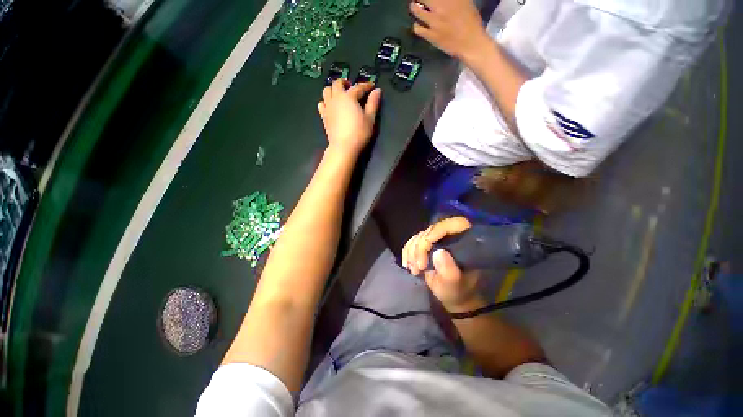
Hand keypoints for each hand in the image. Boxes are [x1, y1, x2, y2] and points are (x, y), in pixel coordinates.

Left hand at [318, 79, 381, 157]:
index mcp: (349, 97)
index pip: (358, 87)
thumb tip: (377, 90)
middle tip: (352, 87)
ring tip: (340, 95)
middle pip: (337, 83)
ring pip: (326, 90)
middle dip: (345, 82)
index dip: (366, 86)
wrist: (343, 147)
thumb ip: (373, 103)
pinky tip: (331, 106)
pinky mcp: (323, 116)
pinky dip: (326, 101)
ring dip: (333, 89)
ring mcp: (328, 107)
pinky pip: (321, 103)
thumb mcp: (370, 118)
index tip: (372, 86)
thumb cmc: (359, 133)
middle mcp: (336, 98)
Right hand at [402, 216, 482, 311]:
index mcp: (465, 241)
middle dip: (420, 248)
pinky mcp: (427, 244)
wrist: (453, 296)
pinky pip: (412, 241)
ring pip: (419, 235)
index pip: (452, 225)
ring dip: (412, 252)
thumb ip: (449, 270)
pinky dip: (407, 252)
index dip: (436, 231)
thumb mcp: (454, 284)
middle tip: (418, 268)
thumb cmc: (458, 291)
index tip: (425, 247)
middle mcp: (451, 235)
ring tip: (413, 270)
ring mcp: (437, 239)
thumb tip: (439, 252)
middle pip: (430, 231)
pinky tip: (407, 265)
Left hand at [409, 0, 489, 60]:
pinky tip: (420, 25)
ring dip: (415, 8)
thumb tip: (444, 1)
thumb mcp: (464, 2)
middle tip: (421, 1)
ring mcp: (434, 21)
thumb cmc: (470, 23)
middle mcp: (441, 6)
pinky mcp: (430, 35)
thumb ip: (452, 0)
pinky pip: (417, 28)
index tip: (427, 0)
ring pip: (416, 9)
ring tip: (416, 9)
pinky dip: (417, 25)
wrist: (470, 43)